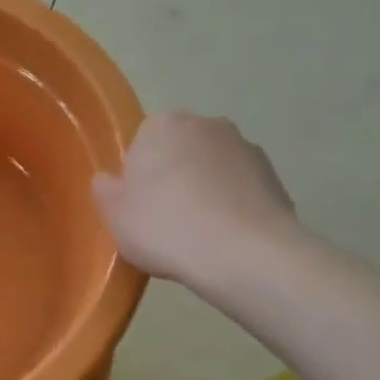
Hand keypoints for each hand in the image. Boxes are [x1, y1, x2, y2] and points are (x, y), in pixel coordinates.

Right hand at [92, 113, 296, 287]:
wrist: (244, 254)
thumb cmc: (166, 228)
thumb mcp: (115, 217)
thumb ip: (105, 191)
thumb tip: (108, 180)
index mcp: (162, 125)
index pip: (142, 142)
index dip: (139, 174)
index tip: (139, 205)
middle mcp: (206, 124)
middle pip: (180, 149)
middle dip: (174, 175)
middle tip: (165, 219)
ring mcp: (245, 147)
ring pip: (213, 167)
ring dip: (206, 189)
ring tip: (199, 234)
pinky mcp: (274, 175)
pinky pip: (240, 188)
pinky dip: (233, 205)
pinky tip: (226, 238)